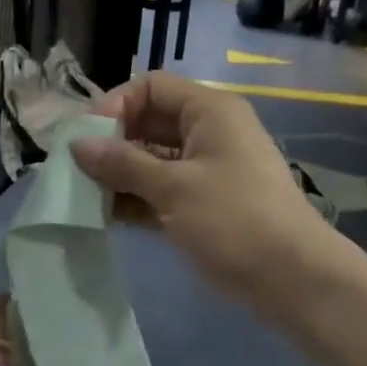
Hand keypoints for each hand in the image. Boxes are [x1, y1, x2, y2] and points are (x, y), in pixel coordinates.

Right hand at [70, 72, 348, 317]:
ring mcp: (204, 171)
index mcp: (209, 112)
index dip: (117, 105)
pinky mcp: (200, 205)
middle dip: (111, 144)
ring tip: (82, 196)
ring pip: (150, 161)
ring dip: (117, 175)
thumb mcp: (174, 187)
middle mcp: (206, 133)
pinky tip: (103, 216)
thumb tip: (77, 144)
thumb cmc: (233, 219)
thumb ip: (122, 164)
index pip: (152, 87)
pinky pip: (158, 191)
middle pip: (148, 123)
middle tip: (76, 170)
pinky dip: (134, 200)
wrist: (291, 278)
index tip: (89, 138)